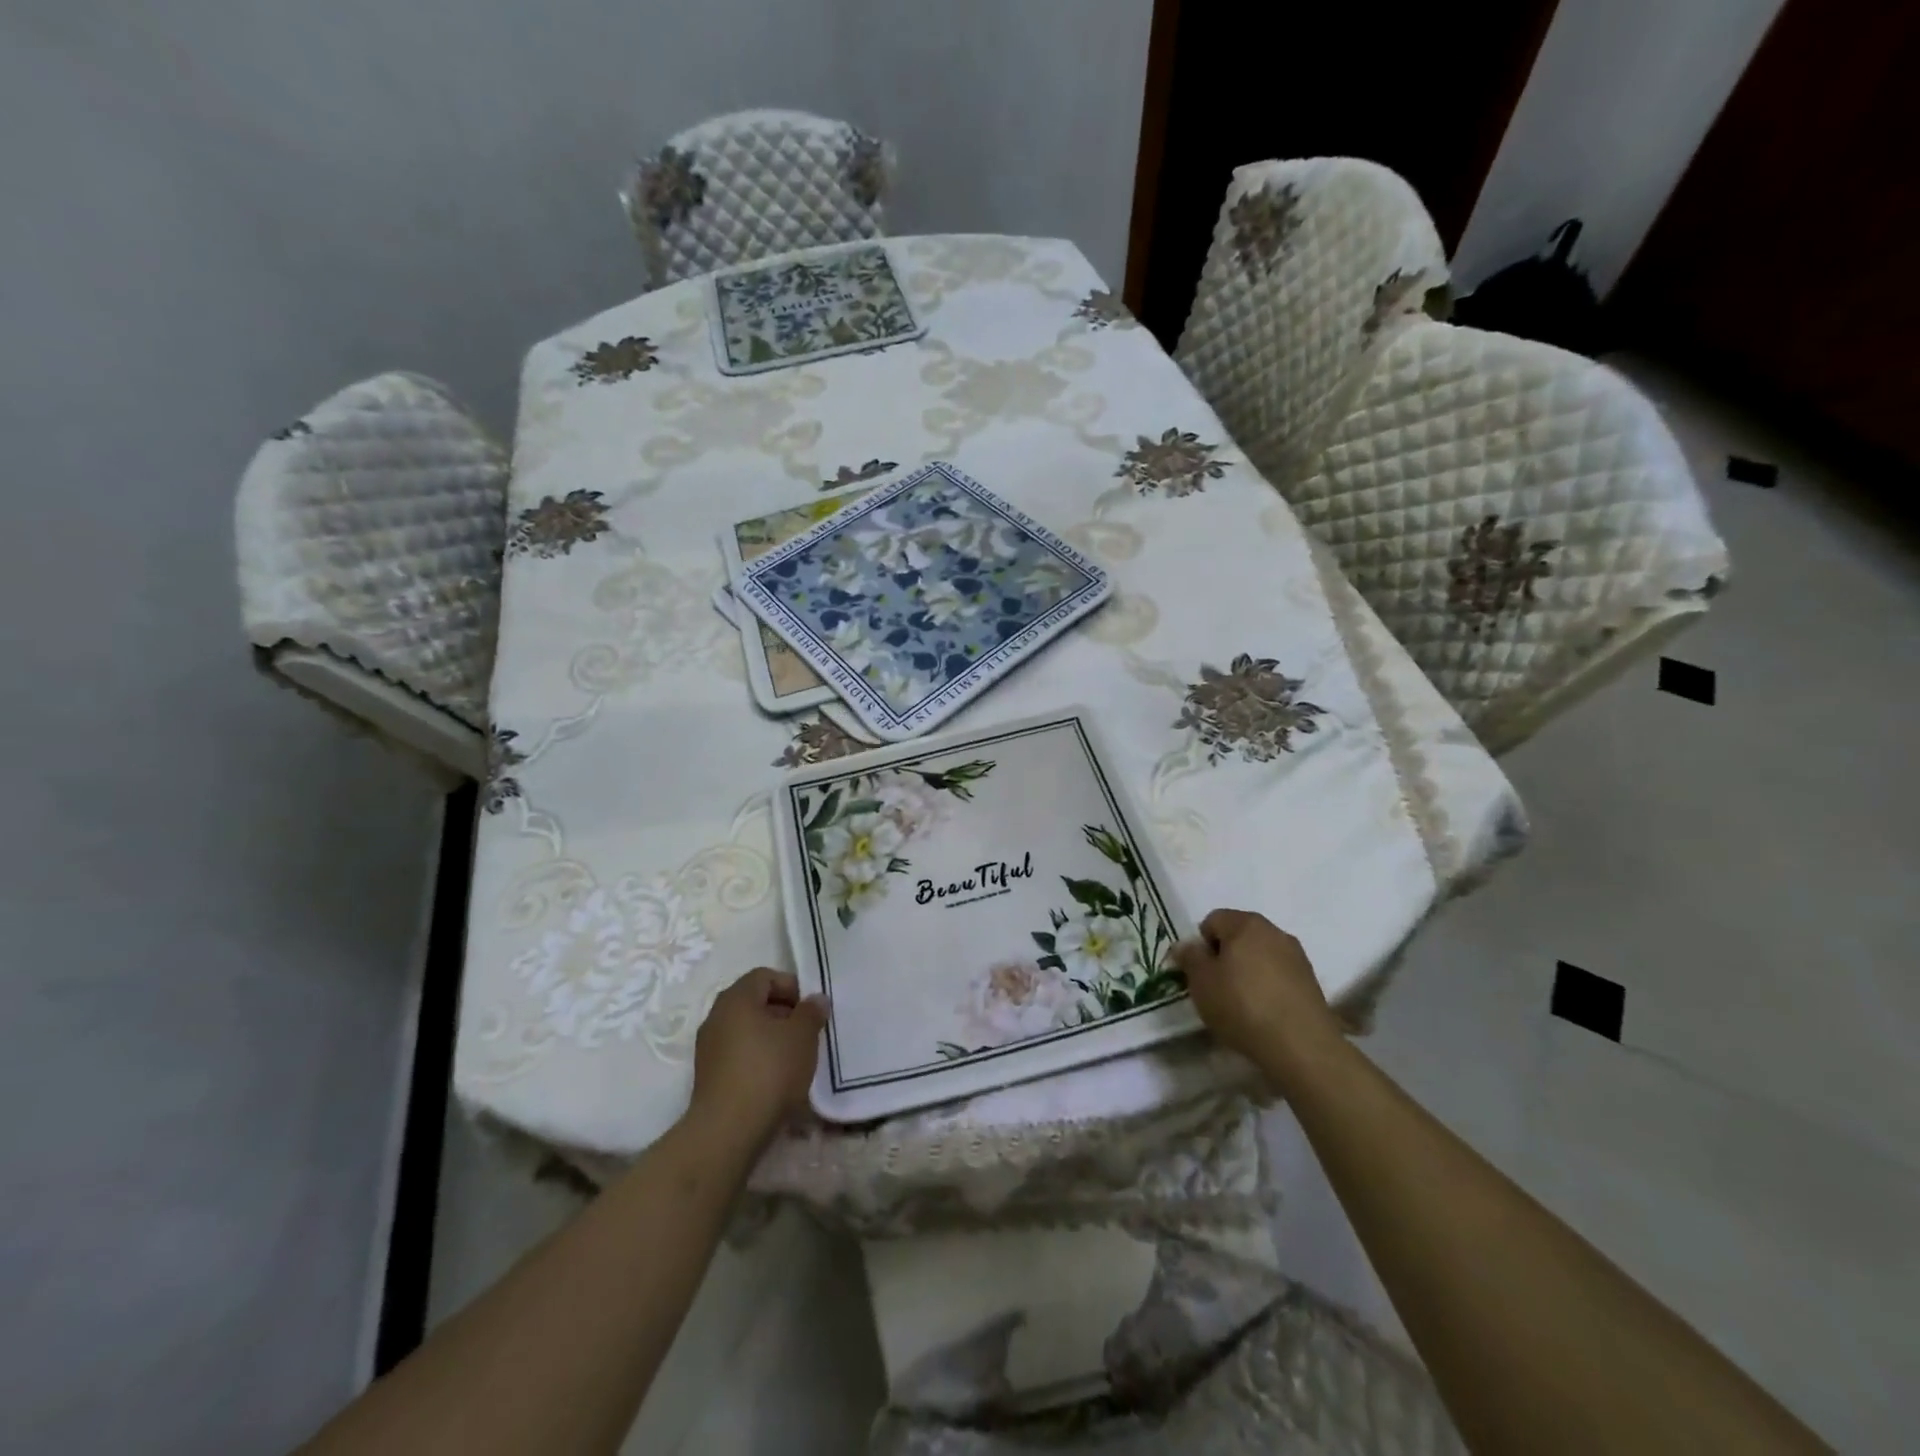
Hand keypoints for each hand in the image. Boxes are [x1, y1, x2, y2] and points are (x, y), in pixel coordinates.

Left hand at [690, 968, 826, 1148]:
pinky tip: (775, 1080)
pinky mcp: (708, 1077)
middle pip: (754, 1002)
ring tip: (794, 1059)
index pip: (764, 976)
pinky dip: (757, 1059)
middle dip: (783, 1013)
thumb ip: (811, 1012)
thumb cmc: (769, 1071)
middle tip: (805, 1032)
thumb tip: (816, 1000)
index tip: (809, 1010)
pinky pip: (738, 1055)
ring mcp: (708, 1048)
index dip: (790, 986)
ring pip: (746, 1030)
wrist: (727, 1132)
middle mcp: (716, 1017)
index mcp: (736, 999)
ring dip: (771, 1038)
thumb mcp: (802, 1036)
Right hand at [1173, 909, 1346, 1093]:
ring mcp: (1297, 957)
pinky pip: (1279, 976)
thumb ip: (1190, 957)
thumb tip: (1186, 945)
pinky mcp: (1311, 982)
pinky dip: (1268, 987)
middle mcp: (1274, 931)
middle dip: (1225, 957)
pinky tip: (1264, 1013)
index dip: (1200, 945)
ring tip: (1241, 1004)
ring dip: (1248, 972)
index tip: (1199, 973)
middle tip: (1216, 988)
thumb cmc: (1242, 1006)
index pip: (1213, 920)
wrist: (1301, 1046)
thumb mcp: (1201, 982)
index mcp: (1246, 923)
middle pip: (1239, 936)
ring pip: (1260, 956)